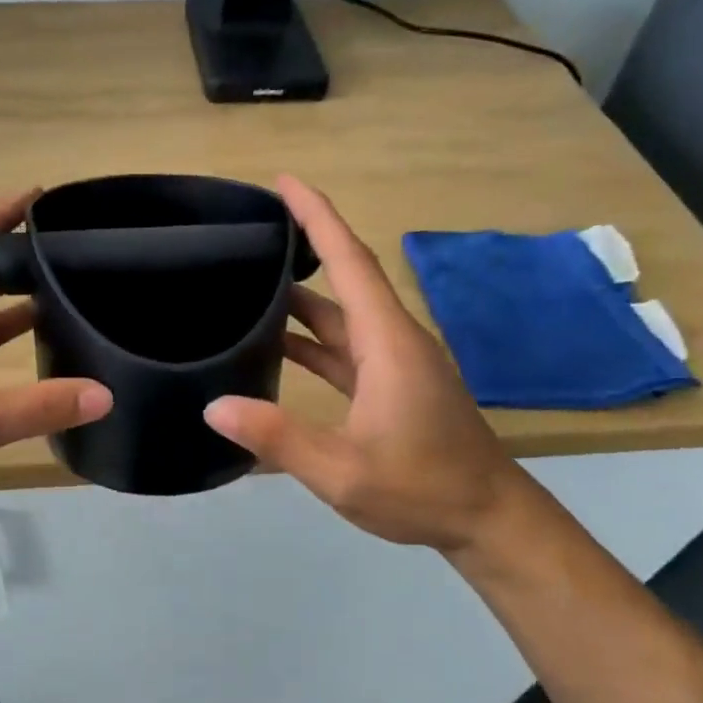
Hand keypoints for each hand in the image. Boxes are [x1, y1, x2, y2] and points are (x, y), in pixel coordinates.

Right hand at [203, 175, 527, 556]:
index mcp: (386, 341)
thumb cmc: (423, 488)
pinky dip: (312, 338)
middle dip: (305, 243)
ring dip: (303, 294)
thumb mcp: (343, 470)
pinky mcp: (393, 384)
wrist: (489, 520)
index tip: (284, 182)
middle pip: (346, 276)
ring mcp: (394, 362)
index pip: (349, 261)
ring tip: (251, 278)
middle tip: (253, 226)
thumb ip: (277, 438)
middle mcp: (392, 339)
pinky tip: (276, 343)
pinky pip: (345, 346)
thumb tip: (214, 406)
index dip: (317, 216)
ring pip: (343, 313)